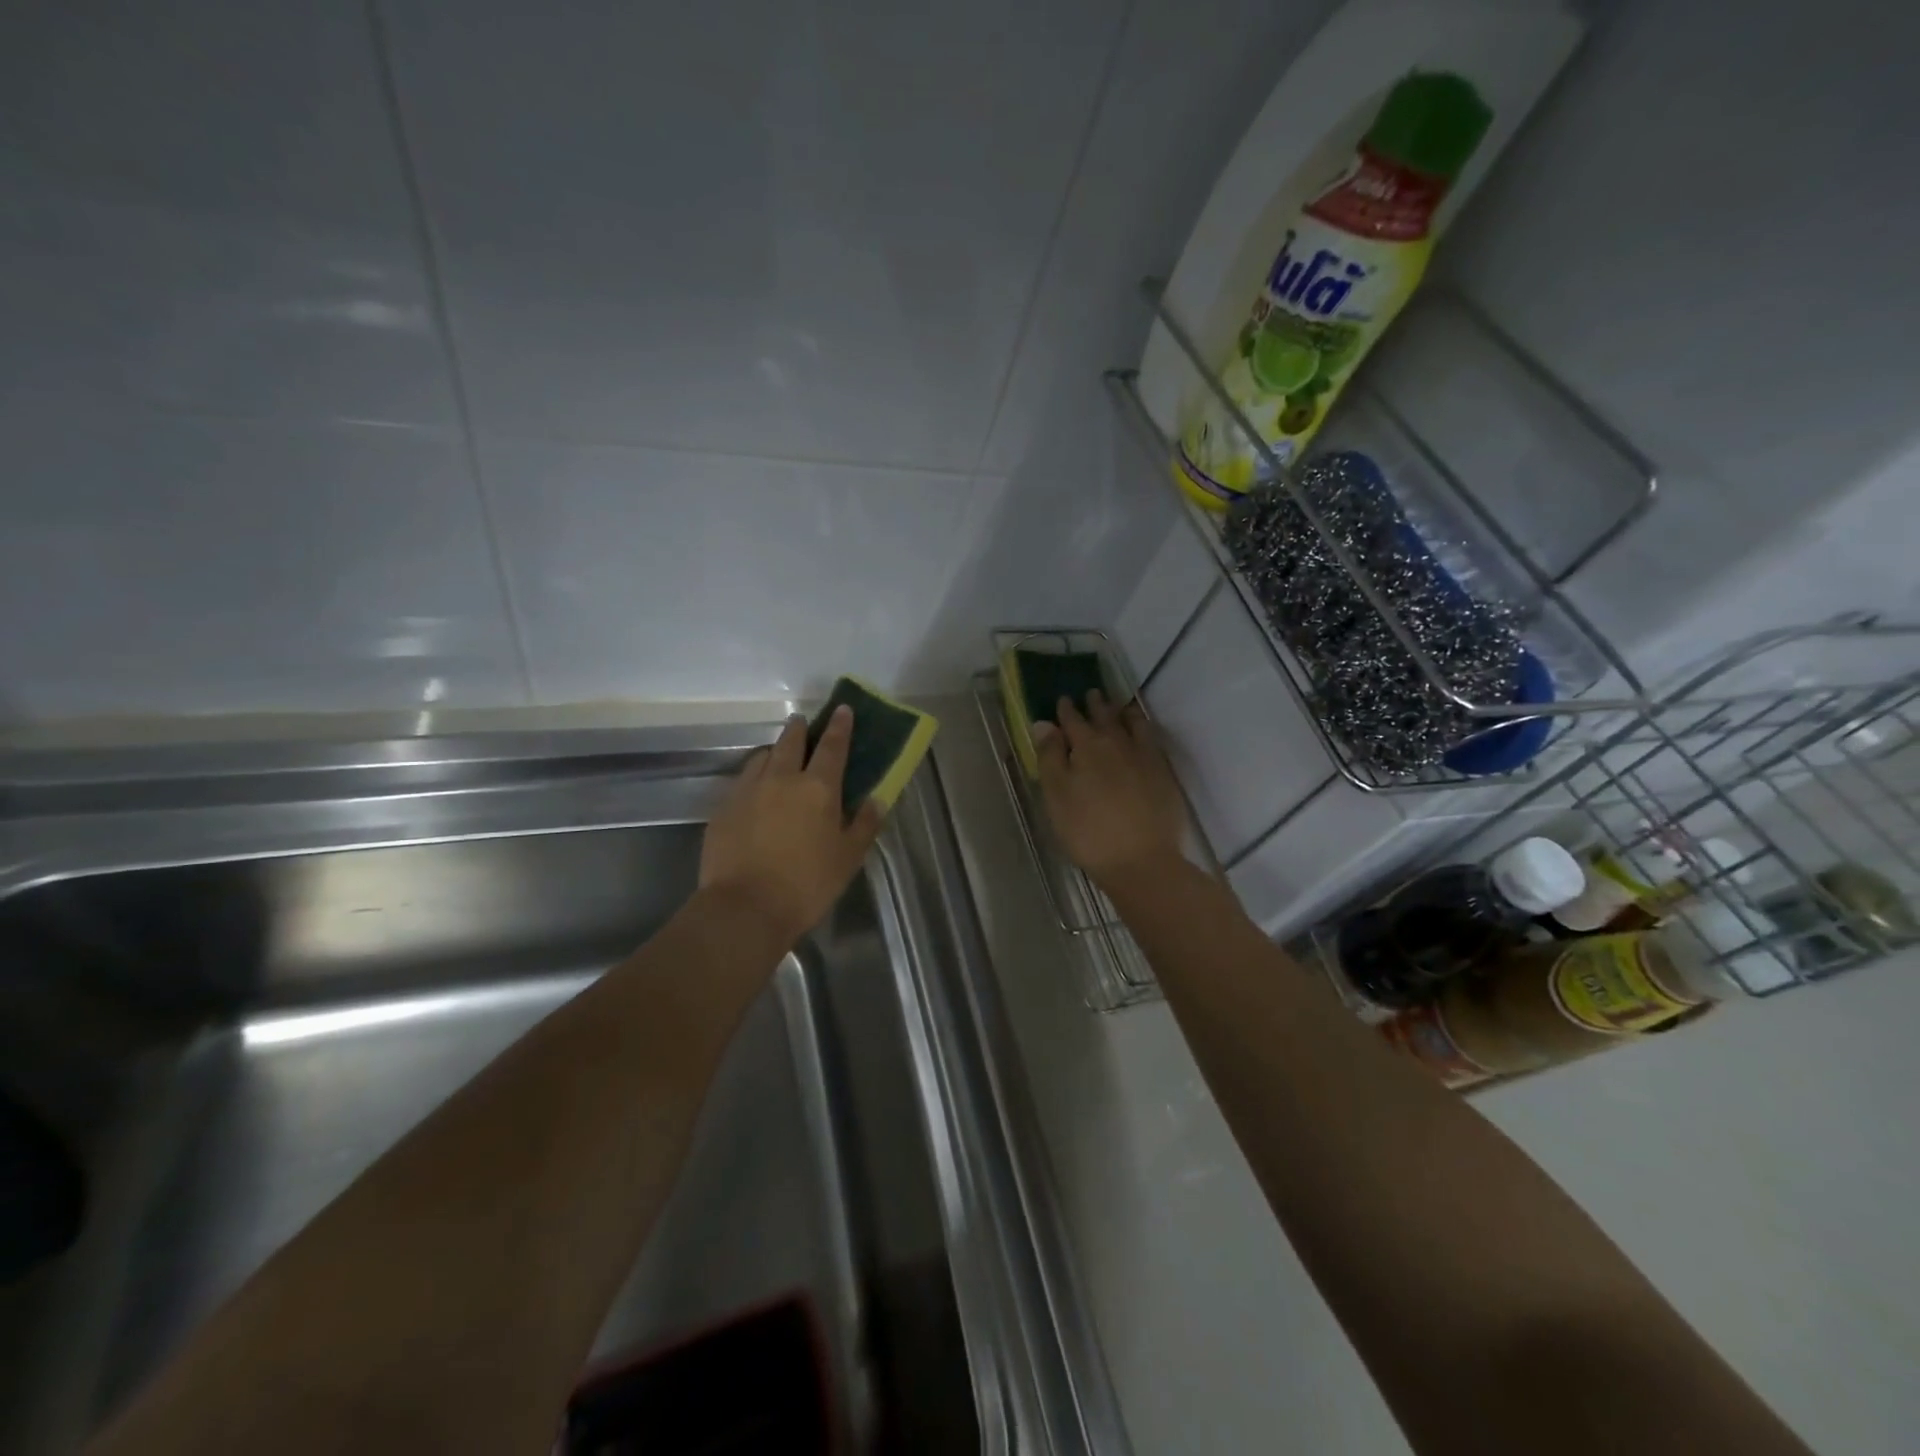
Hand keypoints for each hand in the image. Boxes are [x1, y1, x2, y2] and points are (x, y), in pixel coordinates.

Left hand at [699, 707, 884, 941]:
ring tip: (779, 756)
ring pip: (762, 757)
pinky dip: (754, 776)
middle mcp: (782, 779)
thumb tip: (875, 800)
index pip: (833, 747)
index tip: (842, 709)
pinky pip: (742, 780)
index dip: (840, 726)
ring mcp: (748, 790)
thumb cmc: (807, 884)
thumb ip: (864, 825)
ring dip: (774, 750)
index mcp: (818, 788)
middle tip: (804, 723)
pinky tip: (756, 790)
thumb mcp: (848, 858)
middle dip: (800, 729)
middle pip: (791, 742)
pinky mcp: (724, 808)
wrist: (744, 908)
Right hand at [1034, 692, 1188, 886]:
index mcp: (1087, 747)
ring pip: (1133, 724)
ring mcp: (1145, 757)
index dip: (1066, 710)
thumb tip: (1044, 723)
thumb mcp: (1056, 796)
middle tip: (1092, 693)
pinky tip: (1143, 734)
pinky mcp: (1164, 774)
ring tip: (1120, 707)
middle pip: (1106, 717)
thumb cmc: (1088, 831)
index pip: (1073, 721)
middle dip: (1096, 705)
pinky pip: (1152, 740)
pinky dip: (1144, 729)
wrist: (1141, 860)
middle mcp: (1117, 743)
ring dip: (1124, 713)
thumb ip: (1050, 757)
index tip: (1063, 700)